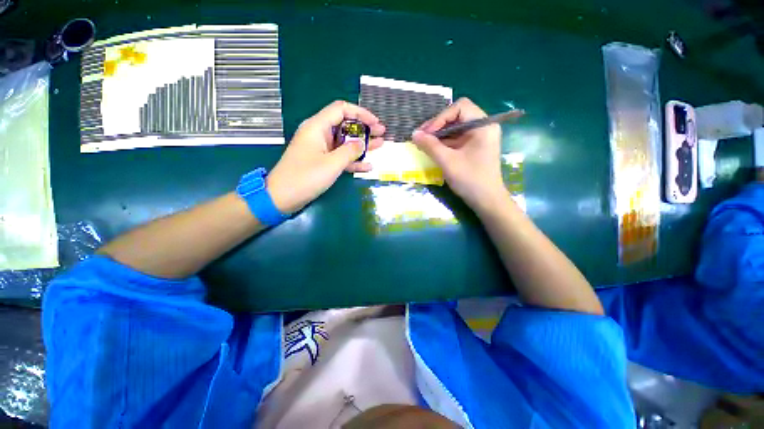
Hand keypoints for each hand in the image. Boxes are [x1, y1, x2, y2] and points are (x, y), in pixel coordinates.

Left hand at [267, 100, 384, 213]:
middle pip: (345, 125)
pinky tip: (367, 166)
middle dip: (364, 129)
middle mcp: (319, 134)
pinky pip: (340, 157)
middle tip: (382, 134)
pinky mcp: (321, 162)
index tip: (375, 123)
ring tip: (380, 146)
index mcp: (317, 127)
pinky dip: (353, 161)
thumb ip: (350, 151)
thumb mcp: (332, 163)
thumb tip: (361, 143)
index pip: (341, 109)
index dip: (361, 113)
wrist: (282, 197)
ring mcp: (321, 149)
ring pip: (345, 142)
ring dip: (362, 144)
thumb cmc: (305, 177)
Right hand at [411, 97, 507, 211]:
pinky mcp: (474, 148)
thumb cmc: (470, 179)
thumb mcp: (447, 161)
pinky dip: (444, 143)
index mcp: (483, 125)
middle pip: (457, 116)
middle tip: (421, 137)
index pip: (460, 107)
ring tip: (423, 144)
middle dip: (437, 126)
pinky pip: (456, 139)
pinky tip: (432, 149)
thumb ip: (430, 146)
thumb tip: (414, 133)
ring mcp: (479, 138)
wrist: (486, 201)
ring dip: (438, 135)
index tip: (426, 133)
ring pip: (455, 129)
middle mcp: (483, 127)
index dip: (440, 118)